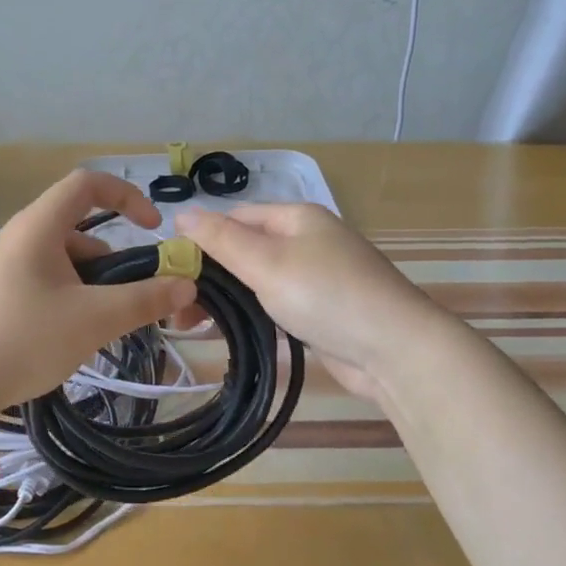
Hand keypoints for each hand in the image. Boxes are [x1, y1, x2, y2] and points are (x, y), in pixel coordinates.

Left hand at [0, 171, 196, 419]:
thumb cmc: (25, 340)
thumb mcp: (94, 319)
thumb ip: (145, 299)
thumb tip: (187, 283)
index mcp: (38, 226)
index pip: (88, 184)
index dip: (127, 196)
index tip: (153, 230)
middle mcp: (20, 235)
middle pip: (79, 226)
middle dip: (114, 257)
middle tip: (132, 296)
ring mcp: (6, 264)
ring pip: (64, 257)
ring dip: (94, 281)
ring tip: (104, 323)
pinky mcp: (0, 291)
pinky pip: (47, 278)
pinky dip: (71, 293)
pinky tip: (75, 332)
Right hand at [176, 203, 443, 401]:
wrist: (395, 350)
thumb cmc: (326, 295)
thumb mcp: (266, 262)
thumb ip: (221, 239)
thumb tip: (181, 214)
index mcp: (295, 217)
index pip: (234, 217)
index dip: (200, 238)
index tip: (170, 270)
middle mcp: (306, 240)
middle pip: (244, 248)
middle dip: (210, 274)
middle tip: (176, 308)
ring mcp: (316, 275)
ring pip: (257, 278)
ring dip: (226, 296)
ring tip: (191, 323)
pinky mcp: (321, 309)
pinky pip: (275, 302)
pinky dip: (250, 312)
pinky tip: (228, 331)